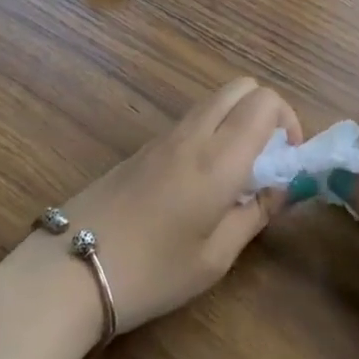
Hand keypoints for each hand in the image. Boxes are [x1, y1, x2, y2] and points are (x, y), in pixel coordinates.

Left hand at [10, 78, 301, 338]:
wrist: (71, 268)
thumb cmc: (153, 271)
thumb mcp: (215, 257)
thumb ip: (255, 214)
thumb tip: (282, 188)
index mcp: (219, 156)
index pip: (266, 100)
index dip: (288, 121)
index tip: (287, 161)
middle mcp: (194, 132)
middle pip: (241, 87)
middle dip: (265, 112)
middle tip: (266, 161)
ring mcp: (164, 135)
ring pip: (215, 100)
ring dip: (237, 120)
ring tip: (236, 175)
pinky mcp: (143, 146)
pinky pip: (191, 120)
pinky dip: (211, 132)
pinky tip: (200, 182)